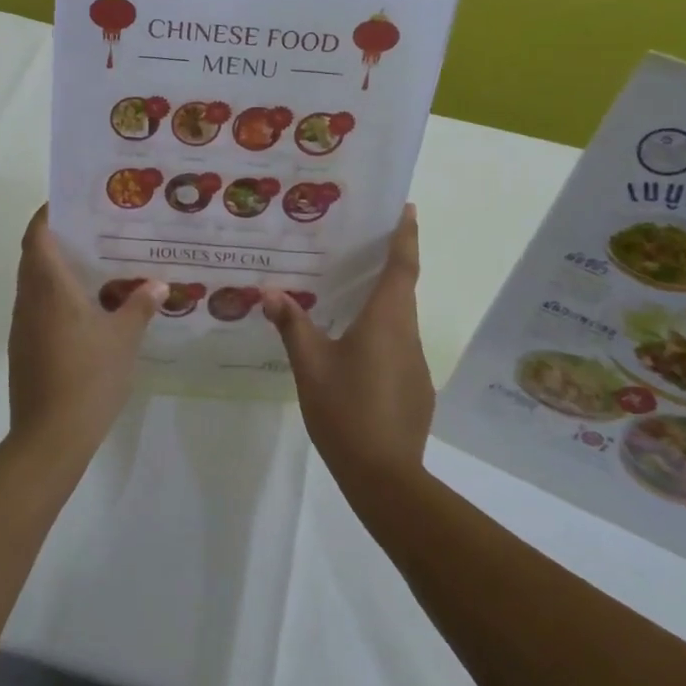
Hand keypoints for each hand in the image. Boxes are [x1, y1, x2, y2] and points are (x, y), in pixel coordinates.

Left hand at [6, 205, 163, 462]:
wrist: (51, 437)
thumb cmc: (89, 376)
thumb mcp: (124, 338)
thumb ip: (140, 305)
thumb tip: (157, 284)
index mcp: (49, 287)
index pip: (37, 235)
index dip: (48, 214)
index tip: (71, 203)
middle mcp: (29, 299)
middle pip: (33, 256)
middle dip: (57, 238)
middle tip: (94, 231)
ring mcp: (23, 326)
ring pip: (34, 283)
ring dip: (56, 269)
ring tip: (95, 265)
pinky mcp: (24, 349)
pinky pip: (37, 308)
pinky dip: (55, 297)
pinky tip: (86, 309)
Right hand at [263, 205, 431, 492]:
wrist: (385, 477)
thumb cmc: (345, 410)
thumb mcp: (310, 365)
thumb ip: (292, 325)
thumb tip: (269, 292)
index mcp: (385, 320)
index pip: (402, 266)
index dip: (406, 235)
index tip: (408, 208)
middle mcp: (407, 334)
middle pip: (403, 289)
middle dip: (390, 264)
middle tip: (362, 244)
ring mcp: (416, 363)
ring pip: (400, 320)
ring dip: (383, 302)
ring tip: (350, 296)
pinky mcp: (417, 388)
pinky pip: (399, 348)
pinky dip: (383, 336)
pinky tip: (357, 354)